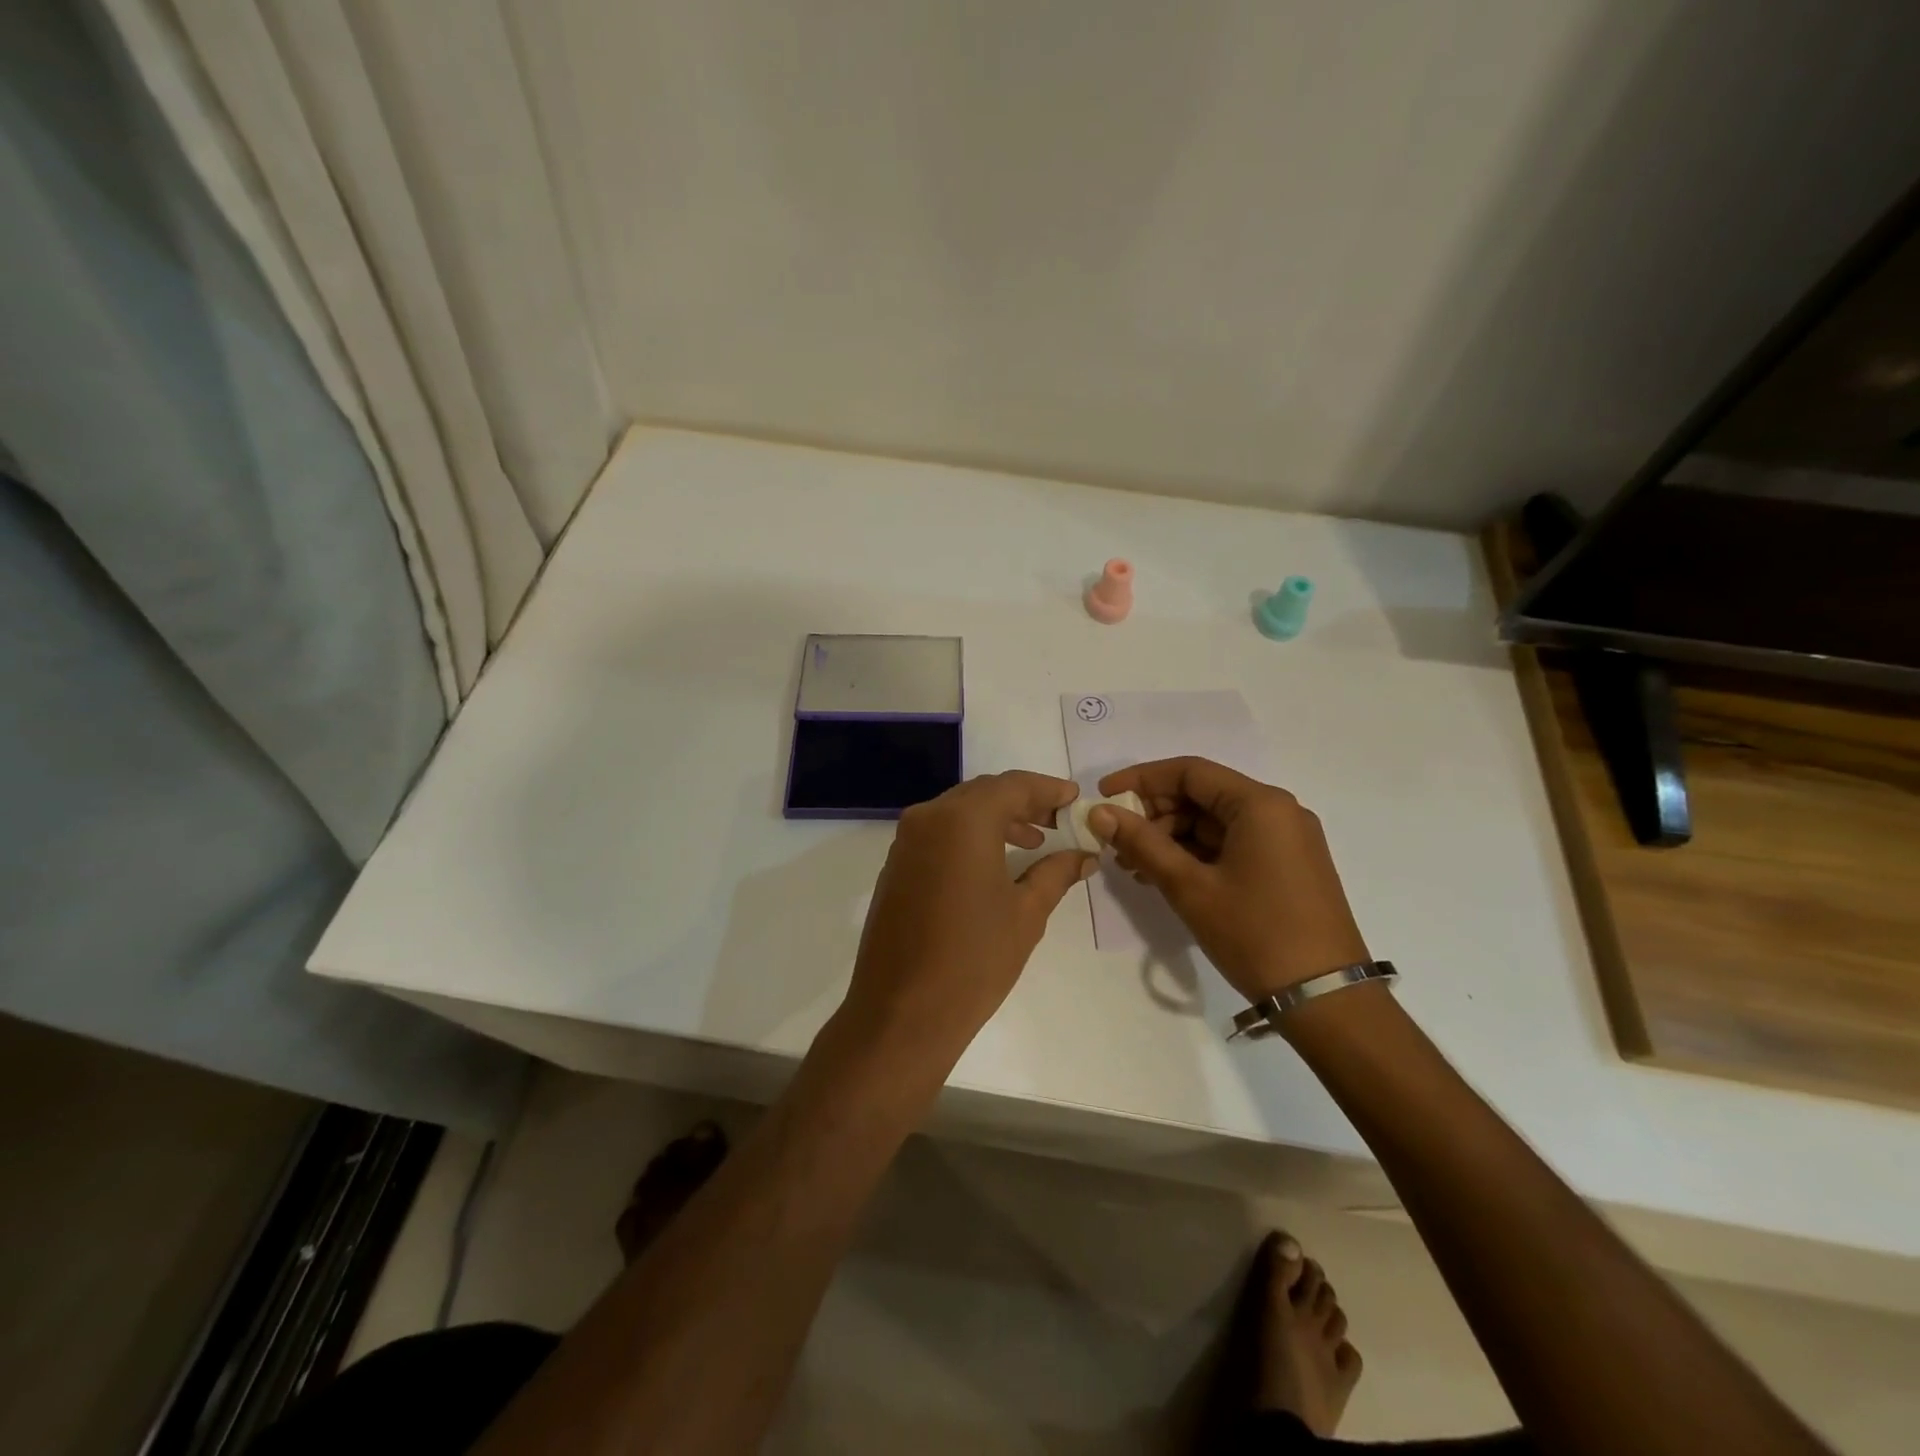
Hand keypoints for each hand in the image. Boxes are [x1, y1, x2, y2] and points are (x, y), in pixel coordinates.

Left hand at [841, 772, 1095, 1065]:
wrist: (902, 1013)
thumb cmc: (974, 959)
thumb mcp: (1026, 913)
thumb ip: (1056, 873)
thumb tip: (1084, 855)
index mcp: (962, 820)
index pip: (1013, 786)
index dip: (1048, 789)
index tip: (1075, 799)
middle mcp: (928, 817)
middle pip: (983, 794)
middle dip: (1023, 803)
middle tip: (1058, 821)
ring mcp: (905, 841)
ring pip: (958, 811)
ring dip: (996, 819)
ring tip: (1033, 842)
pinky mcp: (895, 866)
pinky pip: (938, 833)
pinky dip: (969, 836)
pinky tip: (992, 862)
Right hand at [1088, 757, 1368, 1001]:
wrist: (1326, 1000)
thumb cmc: (1255, 934)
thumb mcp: (1190, 887)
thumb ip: (1142, 844)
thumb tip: (1099, 813)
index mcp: (1260, 804)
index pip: (1189, 771)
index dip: (1141, 779)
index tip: (1104, 797)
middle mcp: (1278, 811)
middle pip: (1202, 795)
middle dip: (1154, 814)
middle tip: (1116, 843)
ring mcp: (1285, 840)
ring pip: (1214, 822)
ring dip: (1171, 838)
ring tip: (1135, 867)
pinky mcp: (1286, 866)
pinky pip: (1231, 844)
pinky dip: (1196, 855)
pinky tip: (1165, 876)